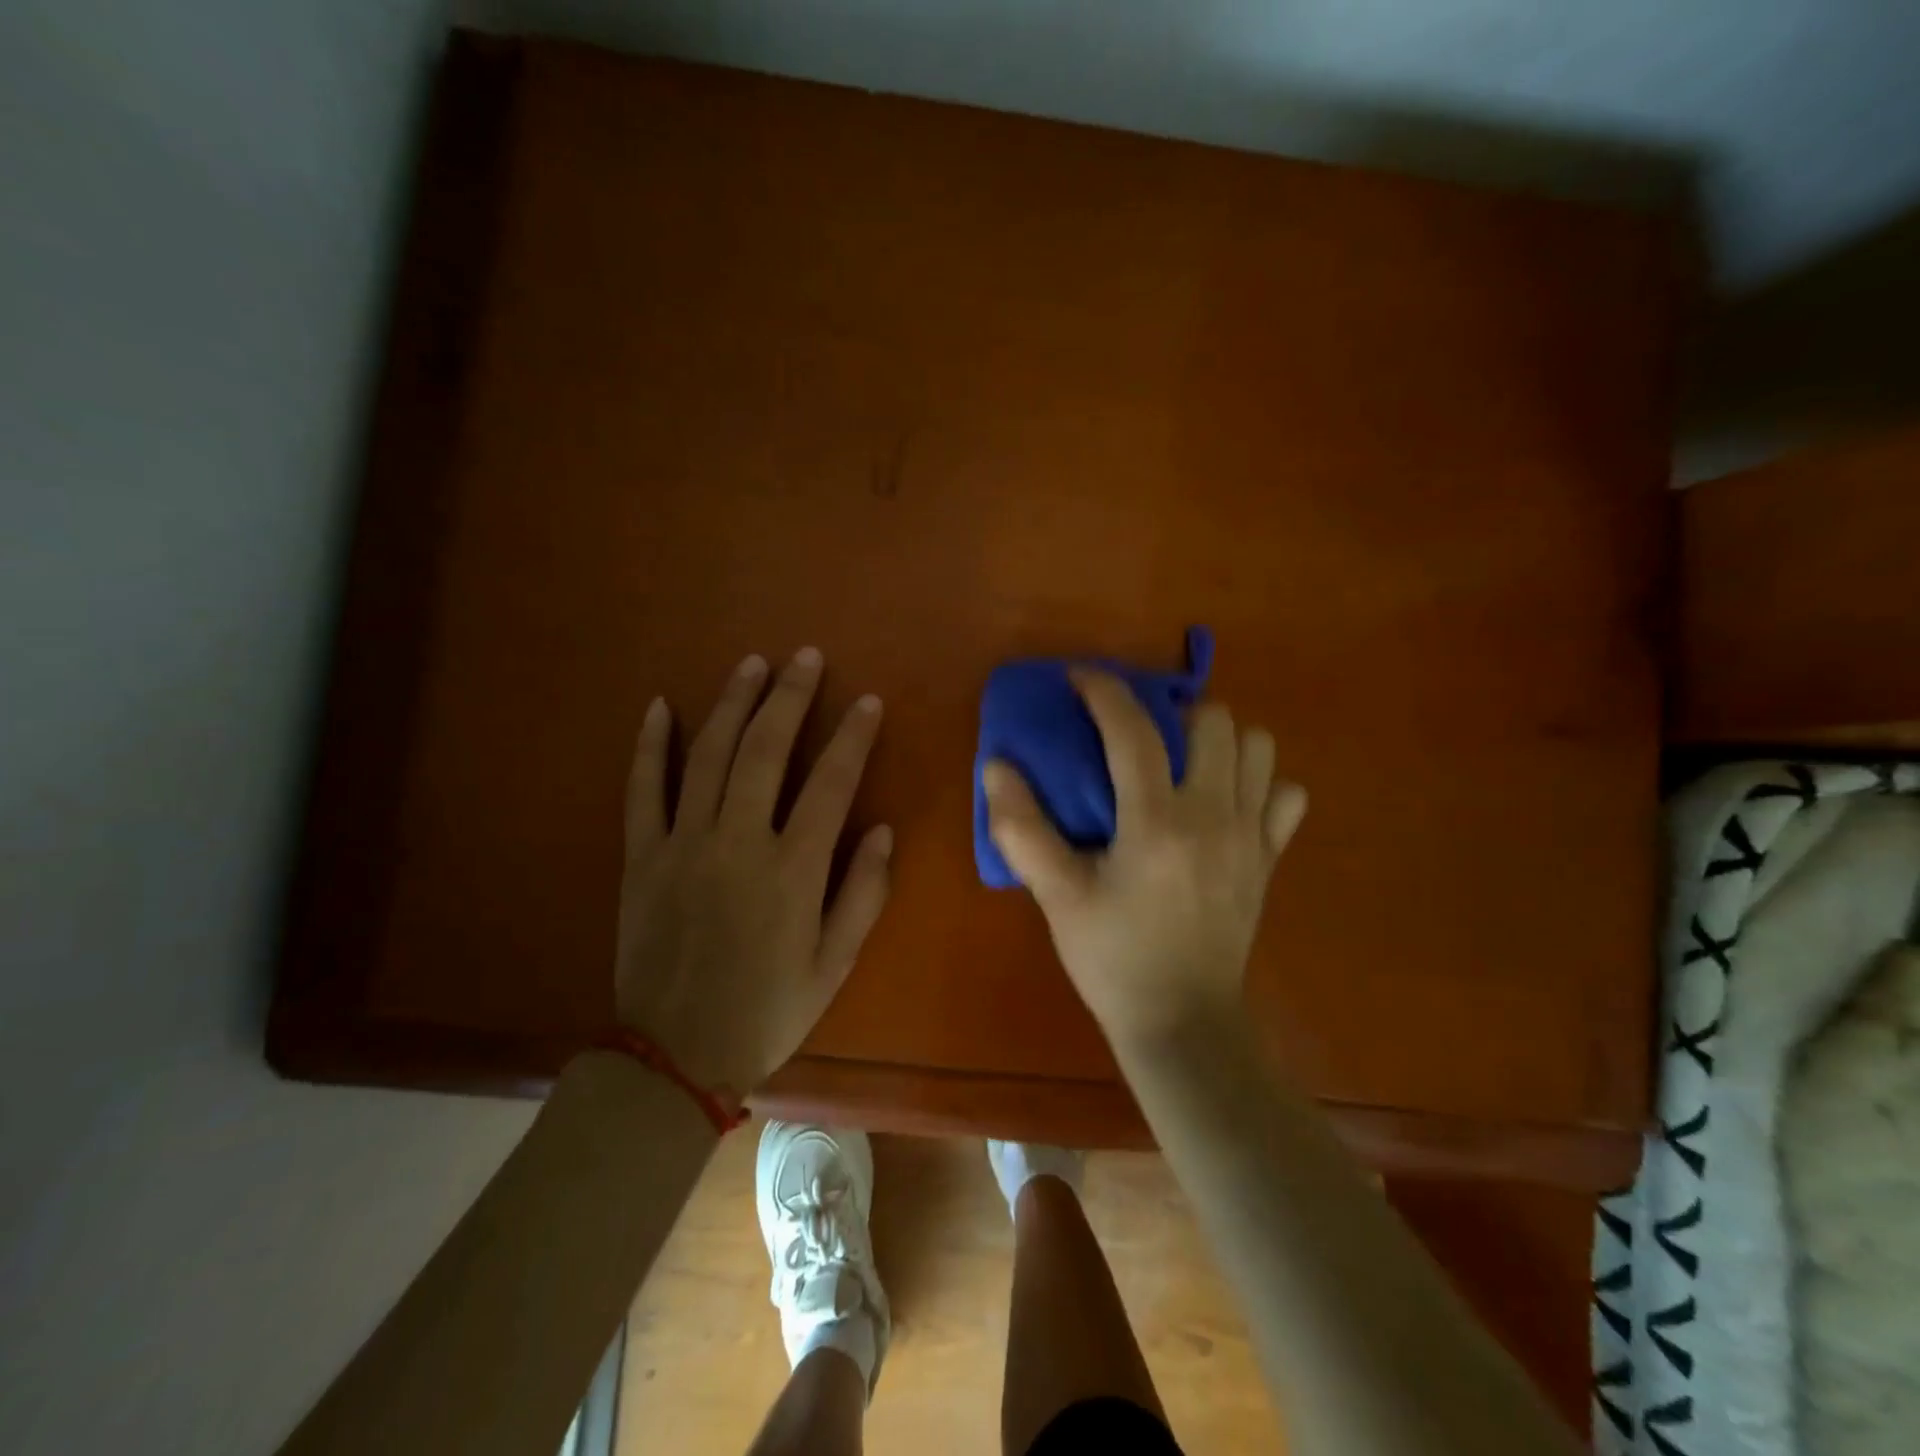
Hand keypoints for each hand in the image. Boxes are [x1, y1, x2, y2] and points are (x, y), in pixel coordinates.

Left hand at [615, 648, 892, 1099]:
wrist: (675, 1056)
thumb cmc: (768, 1010)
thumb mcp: (835, 963)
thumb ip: (863, 893)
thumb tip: (883, 828)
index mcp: (791, 870)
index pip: (830, 783)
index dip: (852, 737)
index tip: (868, 701)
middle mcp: (737, 843)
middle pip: (764, 751)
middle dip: (789, 697)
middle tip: (806, 657)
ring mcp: (682, 845)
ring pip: (707, 756)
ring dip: (732, 703)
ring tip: (752, 664)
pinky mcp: (642, 857)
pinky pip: (642, 790)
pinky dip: (650, 745)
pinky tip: (660, 706)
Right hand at [982, 670, 1306, 1051]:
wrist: (1183, 1023)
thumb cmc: (1113, 958)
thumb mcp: (1057, 897)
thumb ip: (1022, 829)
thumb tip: (997, 766)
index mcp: (1156, 822)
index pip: (1133, 730)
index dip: (1104, 690)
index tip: (1079, 678)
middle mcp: (1214, 816)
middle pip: (1213, 721)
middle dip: (1172, 713)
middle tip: (1139, 737)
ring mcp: (1251, 836)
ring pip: (1258, 747)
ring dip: (1219, 741)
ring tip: (1183, 762)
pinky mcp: (1269, 859)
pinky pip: (1286, 796)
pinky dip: (1260, 785)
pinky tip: (1226, 804)